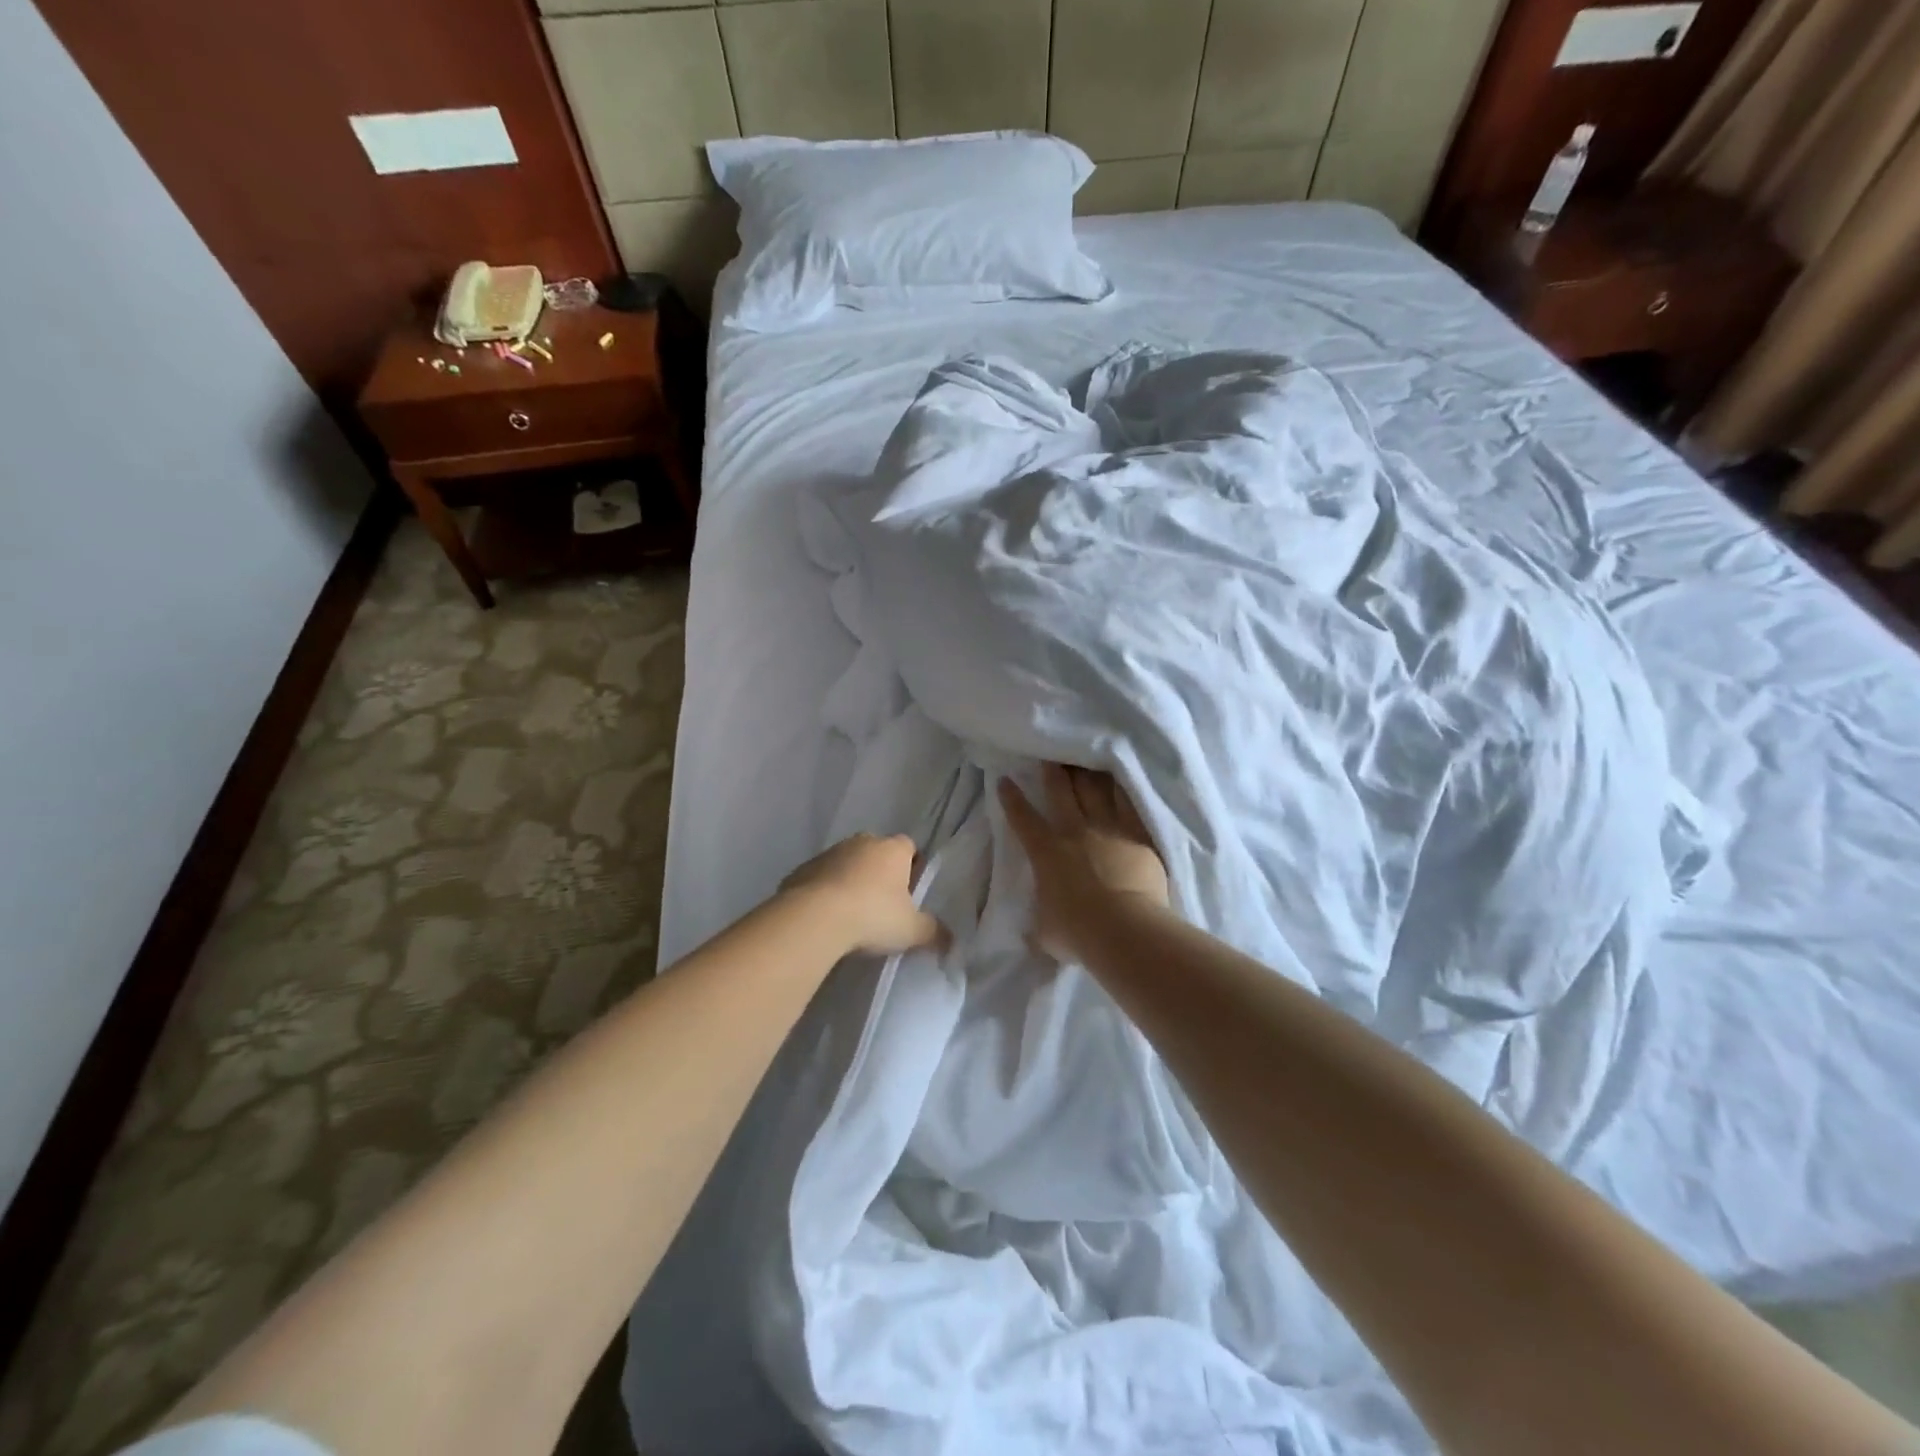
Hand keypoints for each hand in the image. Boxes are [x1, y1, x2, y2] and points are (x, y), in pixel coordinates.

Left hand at [780, 833, 945, 956]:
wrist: (814, 919)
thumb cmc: (873, 916)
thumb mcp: (911, 930)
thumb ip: (933, 932)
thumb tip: (951, 939)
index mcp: (893, 849)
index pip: (909, 847)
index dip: (912, 867)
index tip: (910, 892)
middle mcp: (862, 842)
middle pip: (877, 853)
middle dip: (880, 874)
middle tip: (882, 906)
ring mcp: (829, 853)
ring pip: (847, 864)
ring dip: (850, 881)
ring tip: (851, 915)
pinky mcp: (801, 869)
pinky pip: (820, 878)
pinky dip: (824, 892)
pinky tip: (825, 918)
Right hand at [999, 764, 1170, 961]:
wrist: (1123, 929)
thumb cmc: (1077, 933)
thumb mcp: (1046, 933)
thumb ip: (1040, 925)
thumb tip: (1033, 931)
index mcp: (1046, 852)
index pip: (1023, 819)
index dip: (1012, 798)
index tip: (1005, 780)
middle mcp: (1074, 832)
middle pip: (1061, 792)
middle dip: (1052, 772)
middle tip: (1050, 756)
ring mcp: (1107, 829)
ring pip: (1095, 791)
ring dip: (1087, 774)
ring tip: (1085, 759)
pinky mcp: (1137, 834)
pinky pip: (1129, 804)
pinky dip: (1123, 789)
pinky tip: (1121, 777)